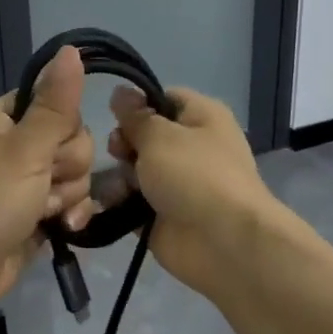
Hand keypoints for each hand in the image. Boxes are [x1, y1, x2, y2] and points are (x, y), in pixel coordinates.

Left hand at [0, 45, 96, 328]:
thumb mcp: (23, 150)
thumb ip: (55, 104)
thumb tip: (71, 49)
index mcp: (2, 120)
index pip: (55, 102)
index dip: (64, 125)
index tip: (53, 144)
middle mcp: (14, 147)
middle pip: (71, 141)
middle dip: (67, 167)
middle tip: (43, 184)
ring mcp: (23, 184)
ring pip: (74, 175)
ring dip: (67, 196)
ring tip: (44, 213)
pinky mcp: (32, 216)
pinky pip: (68, 204)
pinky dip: (68, 216)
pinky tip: (63, 230)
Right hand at [107, 84, 277, 292]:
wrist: (223, 242)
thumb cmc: (194, 174)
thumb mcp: (159, 135)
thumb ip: (134, 116)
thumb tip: (120, 91)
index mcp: (201, 117)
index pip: (163, 98)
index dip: (138, 105)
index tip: (116, 116)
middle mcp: (192, 147)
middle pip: (144, 135)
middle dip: (124, 143)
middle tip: (118, 153)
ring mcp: (178, 184)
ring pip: (136, 170)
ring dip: (120, 176)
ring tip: (117, 187)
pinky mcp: (163, 215)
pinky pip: (132, 202)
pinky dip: (120, 203)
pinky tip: (109, 205)